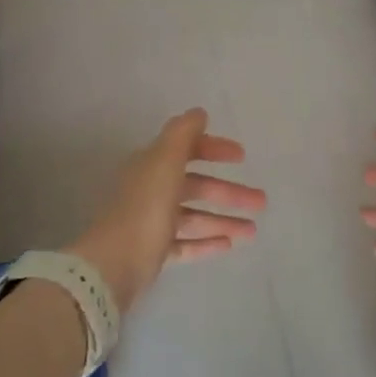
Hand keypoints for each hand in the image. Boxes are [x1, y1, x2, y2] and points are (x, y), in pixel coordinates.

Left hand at [64, 109, 264, 312]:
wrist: (114, 264)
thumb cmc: (144, 208)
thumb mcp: (165, 162)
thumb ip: (183, 134)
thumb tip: (198, 112)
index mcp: (152, 166)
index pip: (186, 150)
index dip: (214, 149)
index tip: (242, 156)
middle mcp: (151, 191)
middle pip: (196, 187)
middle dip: (229, 192)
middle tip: (261, 201)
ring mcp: (151, 223)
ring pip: (194, 217)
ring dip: (223, 220)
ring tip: (252, 231)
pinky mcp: (153, 252)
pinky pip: (185, 244)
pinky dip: (206, 242)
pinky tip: (229, 245)